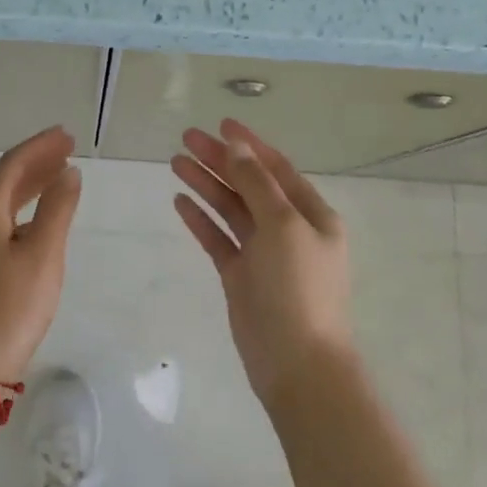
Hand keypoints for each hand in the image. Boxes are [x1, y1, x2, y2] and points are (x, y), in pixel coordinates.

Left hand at [0, 127, 83, 383]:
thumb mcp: (43, 254)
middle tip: (68, 148)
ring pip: (4, 200)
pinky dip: (26, 208)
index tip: (67, 134)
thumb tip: (69, 173)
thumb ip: (58, 209)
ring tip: (60, 173)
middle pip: (6, 179)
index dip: (41, 146)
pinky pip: (3, 220)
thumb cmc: (12, 306)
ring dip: (32, 183)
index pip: (13, 164)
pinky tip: (42, 216)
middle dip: (37, 161)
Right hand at [172, 119, 354, 412]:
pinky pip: (218, 238)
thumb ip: (257, 183)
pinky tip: (180, 201)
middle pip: (249, 184)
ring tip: (175, 162)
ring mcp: (263, 254)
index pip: (277, 168)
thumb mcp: (282, 226)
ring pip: (230, 209)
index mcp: (311, 214)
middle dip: (220, 160)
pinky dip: (201, 219)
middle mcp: (288, 229)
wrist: (297, 364)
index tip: (221, 122)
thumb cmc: (298, 287)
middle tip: (185, 138)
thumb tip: (238, 145)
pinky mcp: (241, 276)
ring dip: (206, 185)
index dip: (249, 144)